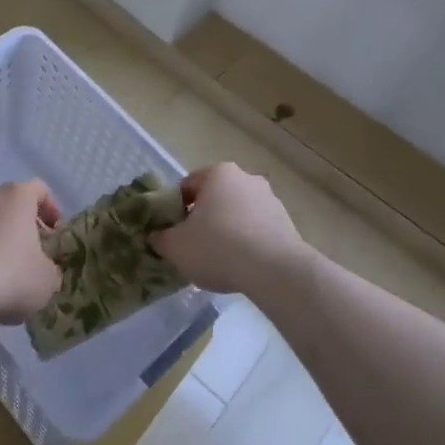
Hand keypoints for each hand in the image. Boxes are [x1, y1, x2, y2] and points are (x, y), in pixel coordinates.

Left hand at [0, 180, 62, 324]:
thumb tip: (45, 271)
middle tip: (29, 254)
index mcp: (17, 196)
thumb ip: (51, 270)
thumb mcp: (46, 281)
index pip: (40, 190)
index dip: (51, 209)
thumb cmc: (8, 275)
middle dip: (20, 226)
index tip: (54, 234)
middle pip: (9, 203)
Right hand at [149, 162, 309, 295]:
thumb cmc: (218, 247)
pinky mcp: (287, 223)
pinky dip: (248, 244)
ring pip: (237, 215)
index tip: (173, 234)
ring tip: (220, 262)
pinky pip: (257, 231)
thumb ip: (160, 238)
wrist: (275, 271)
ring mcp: (270, 200)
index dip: (174, 211)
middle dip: (203, 220)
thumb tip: (157, 235)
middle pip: (214, 199)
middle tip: (194, 248)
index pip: (186, 187)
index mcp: (217, 173)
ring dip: (227, 232)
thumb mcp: (175, 246)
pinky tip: (242, 267)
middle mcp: (245, 178)